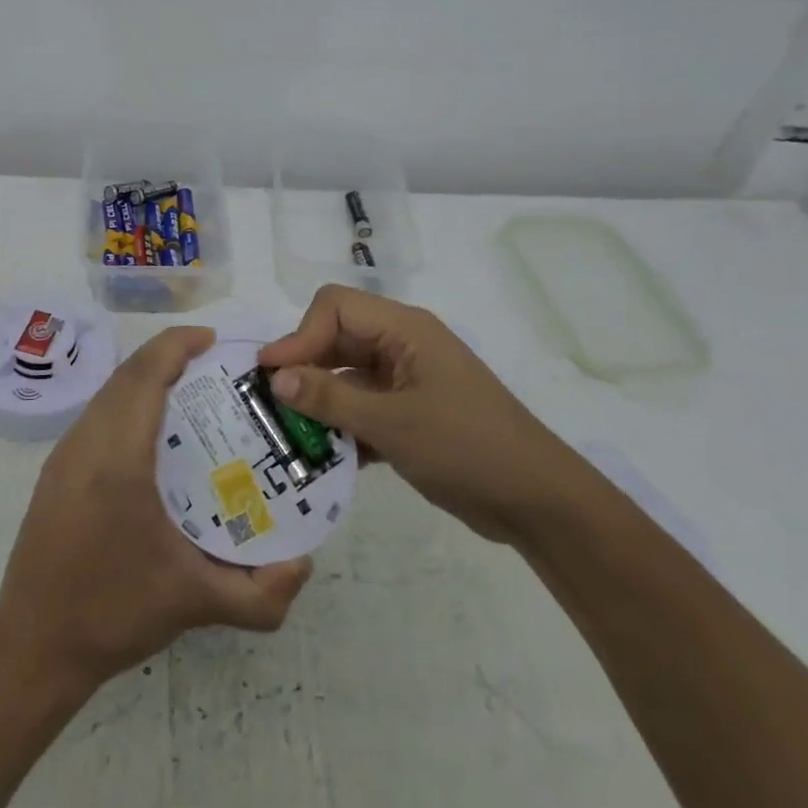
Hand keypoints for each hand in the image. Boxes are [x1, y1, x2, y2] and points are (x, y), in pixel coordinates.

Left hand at [0, 326, 312, 693]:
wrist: (31, 650)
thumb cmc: (112, 614)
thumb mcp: (195, 604)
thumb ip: (260, 594)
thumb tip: (304, 564)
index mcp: (117, 459)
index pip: (145, 375)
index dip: (177, 345)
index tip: (214, 340)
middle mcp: (85, 443)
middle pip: (126, 374)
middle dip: (167, 356)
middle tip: (214, 367)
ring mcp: (64, 456)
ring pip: (107, 392)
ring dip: (145, 377)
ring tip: (189, 392)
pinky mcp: (55, 472)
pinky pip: (96, 414)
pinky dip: (127, 400)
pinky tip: (153, 434)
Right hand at [259, 286, 563, 543]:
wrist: (537, 500)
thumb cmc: (467, 447)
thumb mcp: (393, 424)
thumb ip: (331, 398)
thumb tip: (275, 377)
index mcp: (404, 329)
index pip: (335, 307)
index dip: (299, 335)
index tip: (270, 375)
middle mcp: (402, 345)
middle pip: (337, 339)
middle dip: (304, 368)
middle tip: (270, 406)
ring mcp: (407, 380)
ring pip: (347, 376)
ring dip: (319, 402)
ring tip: (287, 435)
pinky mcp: (410, 413)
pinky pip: (363, 407)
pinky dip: (342, 426)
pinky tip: (321, 458)